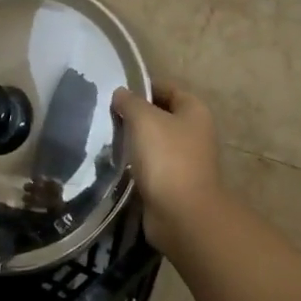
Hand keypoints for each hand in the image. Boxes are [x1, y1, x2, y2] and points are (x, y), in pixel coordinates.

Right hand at [112, 81, 223, 251]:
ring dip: (133, 141)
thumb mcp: (144, 119)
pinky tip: (115, 162)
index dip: (143, 87)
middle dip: (135, 115)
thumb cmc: (166, 158)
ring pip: (154, 142)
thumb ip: (130, 102)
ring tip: (106, 137)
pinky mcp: (173, 183)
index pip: (168, 89)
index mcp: (194, 111)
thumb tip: (121, 93)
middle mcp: (194, 133)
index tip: (115, 92)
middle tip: (106, 115)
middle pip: (161, 116)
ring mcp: (186, 160)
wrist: (181, 213)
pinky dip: (135, 163)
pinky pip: (150, 165)